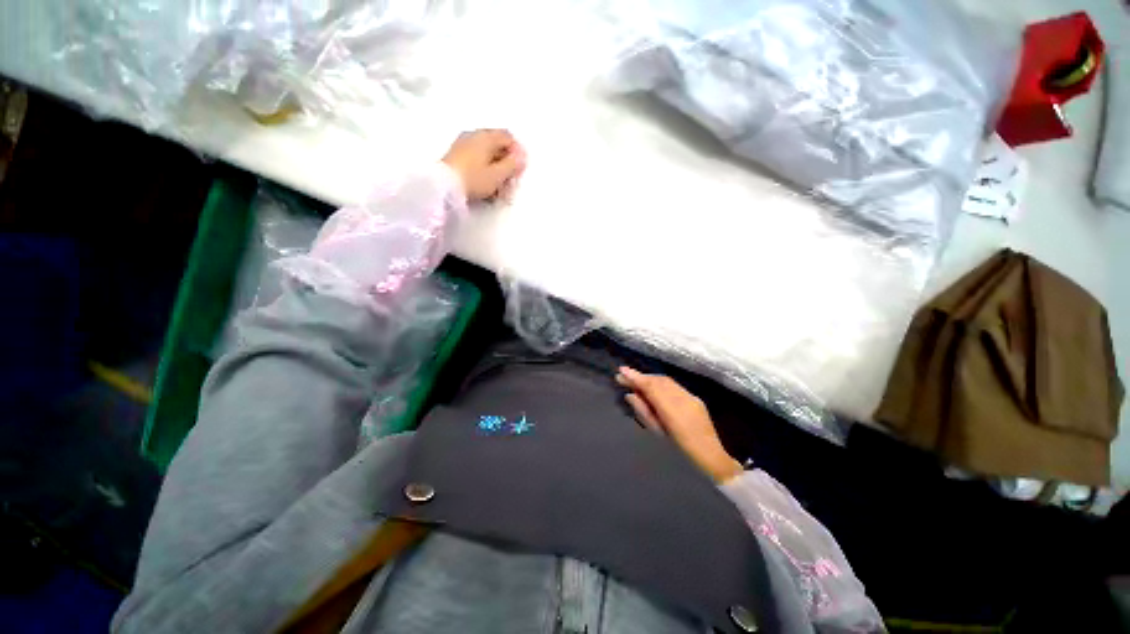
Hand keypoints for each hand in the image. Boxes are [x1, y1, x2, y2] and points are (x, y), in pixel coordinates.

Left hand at [441, 129, 526, 201]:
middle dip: (506, 162)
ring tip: (497, 187)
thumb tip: (522, 156)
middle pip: (497, 145)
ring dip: (495, 168)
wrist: (443, 186)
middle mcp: (474, 135)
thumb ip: (512, 165)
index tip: (519, 170)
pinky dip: (484, 169)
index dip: (517, 152)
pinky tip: (484, 185)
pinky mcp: (456, 156)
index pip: (508, 137)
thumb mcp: (497, 175)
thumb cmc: (474, 179)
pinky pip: (476, 159)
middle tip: (509, 181)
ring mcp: (463, 144)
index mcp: (486, 136)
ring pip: (486, 153)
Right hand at [616, 367, 743, 483]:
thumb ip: (644, 412)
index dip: (636, 378)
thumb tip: (630, 395)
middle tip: (623, 376)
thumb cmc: (680, 453)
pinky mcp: (695, 399)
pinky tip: (652, 386)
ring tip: (635, 380)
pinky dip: (660, 383)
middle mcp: (683, 400)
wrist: (712, 458)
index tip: (621, 372)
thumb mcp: (658, 434)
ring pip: (666, 381)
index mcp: (673, 412)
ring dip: (649, 378)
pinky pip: (674, 385)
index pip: (651, 388)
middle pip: (659, 381)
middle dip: (641, 376)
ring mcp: (691, 398)